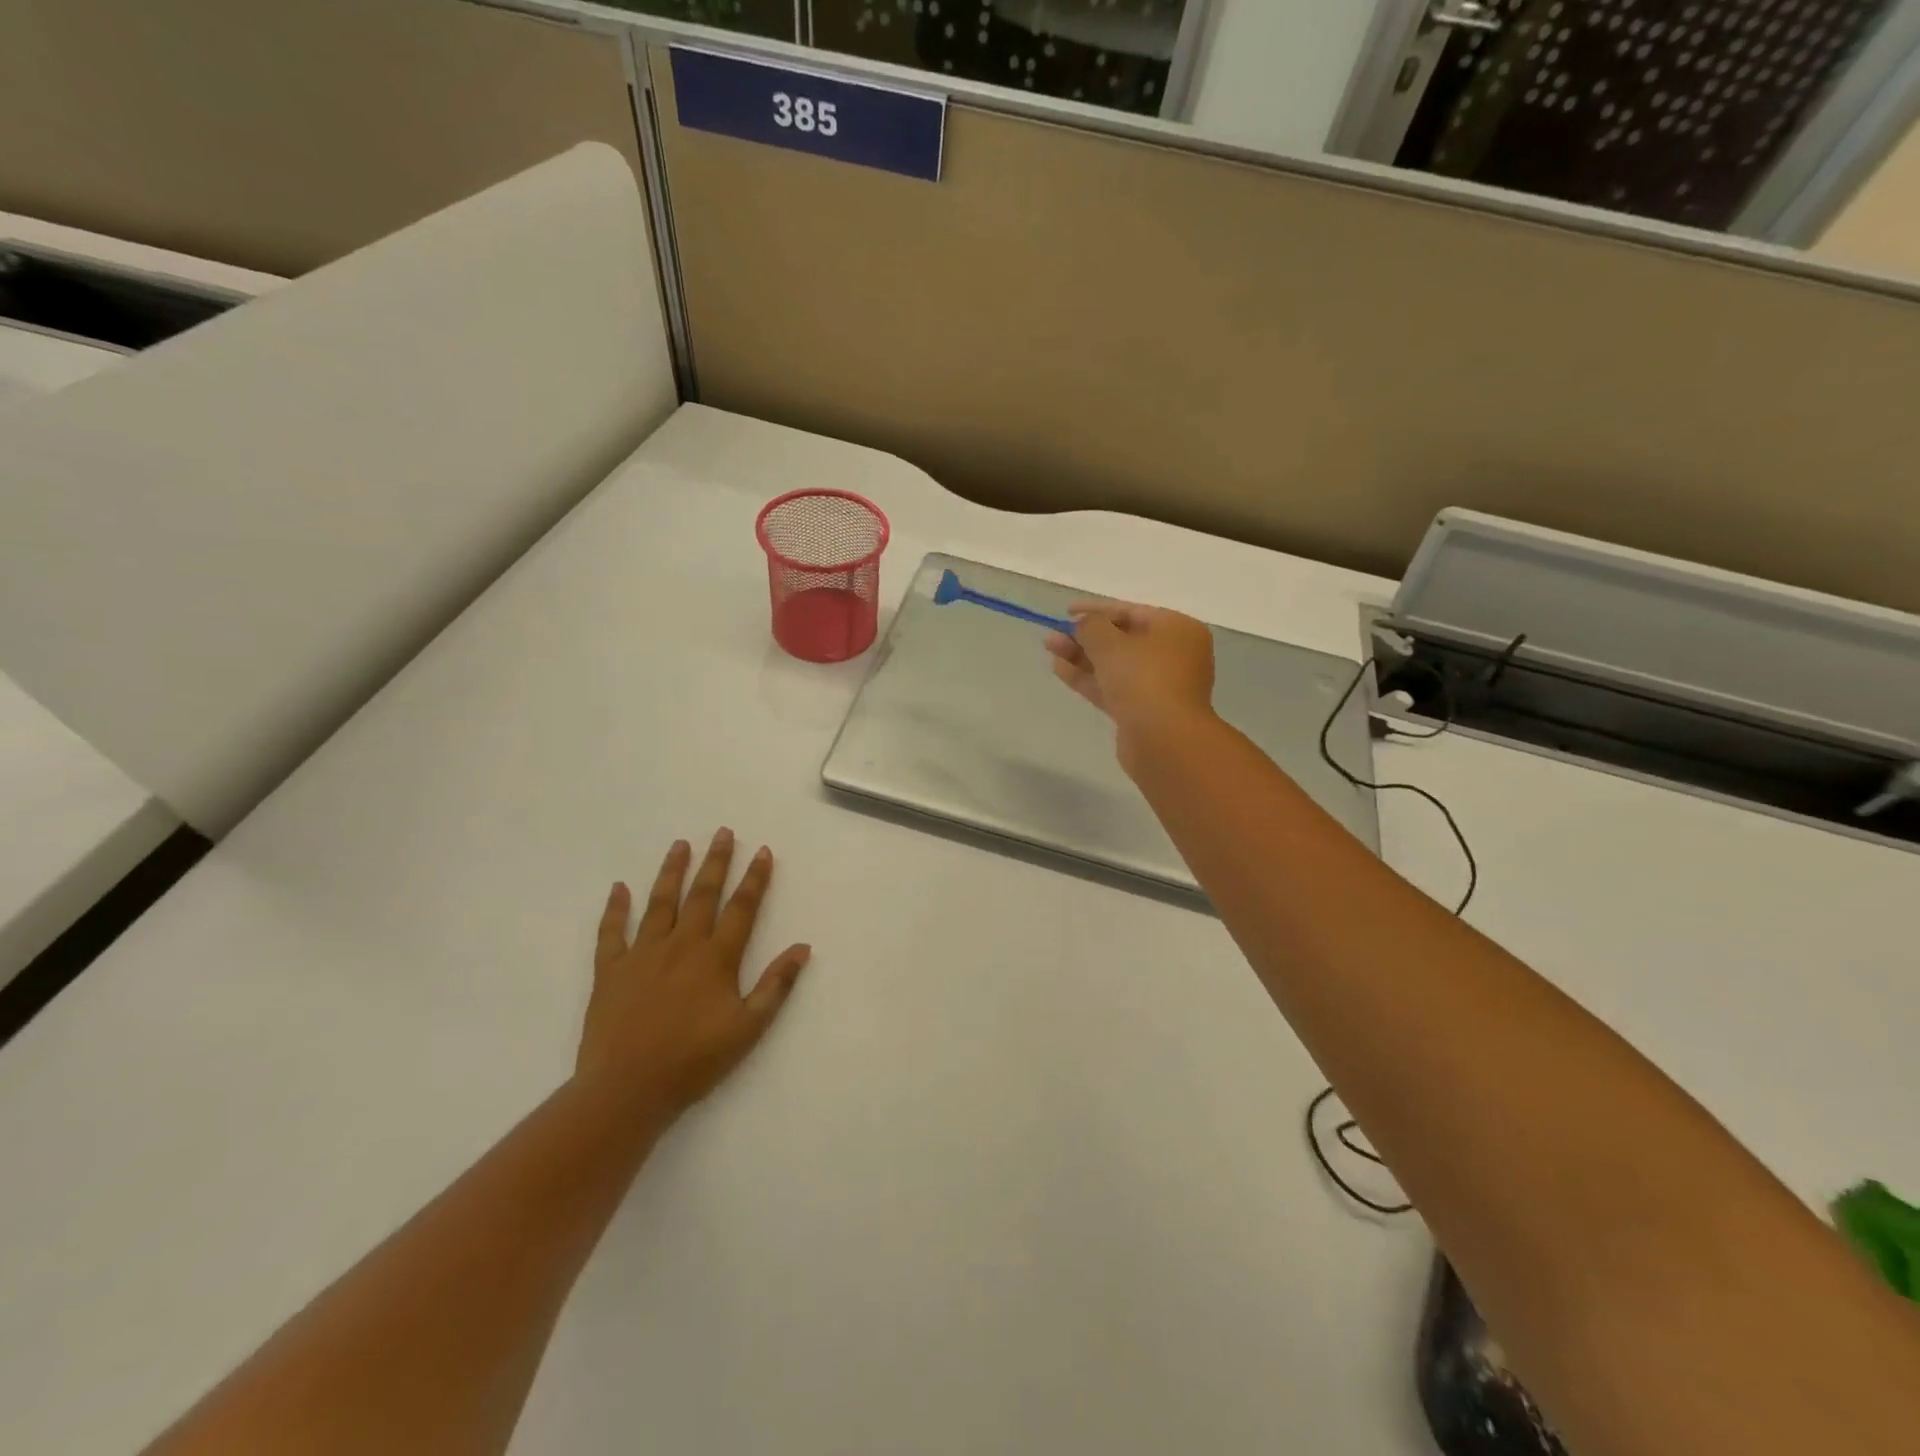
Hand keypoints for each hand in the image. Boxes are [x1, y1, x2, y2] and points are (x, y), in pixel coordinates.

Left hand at [578, 829, 809, 1119]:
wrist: (627, 1089)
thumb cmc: (694, 1061)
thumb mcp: (748, 1028)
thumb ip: (775, 985)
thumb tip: (802, 948)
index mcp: (716, 958)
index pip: (741, 908)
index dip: (754, 879)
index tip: (762, 851)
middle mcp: (681, 945)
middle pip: (702, 895)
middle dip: (715, 862)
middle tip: (722, 832)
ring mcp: (642, 954)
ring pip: (660, 903)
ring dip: (672, 871)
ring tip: (680, 844)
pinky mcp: (611, 970)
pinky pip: (612, 932)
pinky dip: (615, 908)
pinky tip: (618, 888)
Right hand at [1044, 602, 1217, 754]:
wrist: (1163, 740)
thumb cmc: (1143, 679)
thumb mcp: (1110, 643)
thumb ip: (1091, 626)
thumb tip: (1083, 624)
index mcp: (1178, 630)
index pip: (1133, 612)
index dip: (1097, 610)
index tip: (1067, 611)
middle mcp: (1174, 655)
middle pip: (1123, 640)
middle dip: (1086, 636)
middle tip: (1054, 634)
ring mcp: (1159, 686)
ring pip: (1115, 665)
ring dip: (1082, 656)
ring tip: (1050, 647)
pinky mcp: (1143, 711)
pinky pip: (1113, 687)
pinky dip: (1088, 678)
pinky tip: (1060, 668)